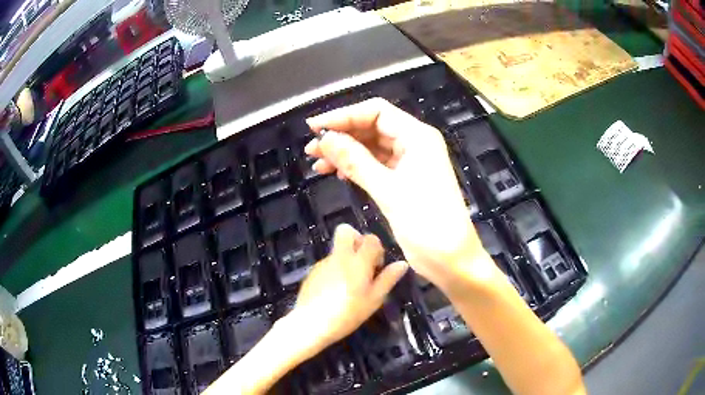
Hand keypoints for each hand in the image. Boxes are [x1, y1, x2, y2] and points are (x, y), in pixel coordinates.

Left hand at [290, 224, 407, 350]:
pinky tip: (335, 291)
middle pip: (346, 231)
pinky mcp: (313, 272)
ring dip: (347, 258)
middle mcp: (339, 256)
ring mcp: (323, 263)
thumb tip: (402, 264)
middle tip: (363, 263)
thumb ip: (388, 279)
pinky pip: (328, 263)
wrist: (311, 323)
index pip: (371, 239)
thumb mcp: (374, 300)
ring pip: (338, 249)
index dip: (377, 249)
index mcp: (357, 261)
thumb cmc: (348, 313)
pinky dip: (335, 270)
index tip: (377, 267)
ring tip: (350, 285)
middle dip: (357, 240)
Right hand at [305, 98, 490, 291]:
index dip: (344, 116)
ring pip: (371, 148)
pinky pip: (375, 166)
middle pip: (372, 128)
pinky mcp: (403, 181)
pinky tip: (337, 175)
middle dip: (341, 136)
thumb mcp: (388, 189)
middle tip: (312, 149)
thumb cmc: (427, 222)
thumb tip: (324, 138)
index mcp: (417, 136)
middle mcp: (414, 144)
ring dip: (345, 153)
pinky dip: (356, 168)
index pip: (376, 112)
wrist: (450, 259)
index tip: (315, 127)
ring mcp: (409, 163)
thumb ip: (355, 161)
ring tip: (317, 164)